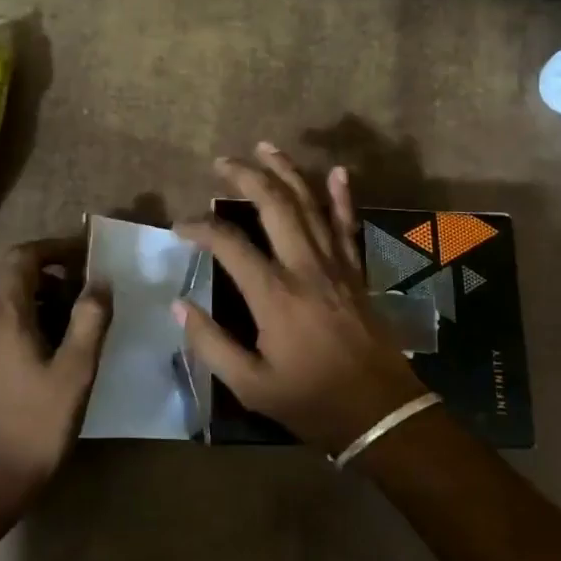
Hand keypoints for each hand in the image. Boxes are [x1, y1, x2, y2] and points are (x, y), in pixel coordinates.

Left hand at [0, 238, 109, 517]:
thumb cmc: (35, 424)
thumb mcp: (75, 371)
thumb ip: (89, 320)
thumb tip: (101, 281)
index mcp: (3, 315)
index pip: (22, 257)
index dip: (55, 248)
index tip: (89, 256)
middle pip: (12, 273)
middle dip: (52, 269)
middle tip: (89, 285)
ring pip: (9, 297)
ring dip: (44, 294)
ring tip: (81, 315)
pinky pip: (5, 321)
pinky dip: (33, 315)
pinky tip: (59, 343)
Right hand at [176, 143, 425, 453]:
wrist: (381, 413)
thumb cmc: (311, 402)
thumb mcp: (250, 385)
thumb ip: (211, 343)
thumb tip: (179, 304)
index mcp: (274, 295)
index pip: (230, 244)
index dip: (200, 227)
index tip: (180, 227)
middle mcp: (305, 267)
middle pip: (274, 205)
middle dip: (246, 177)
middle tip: (222, 162)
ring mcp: (336, 264)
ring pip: (310, 204)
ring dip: (287, 172)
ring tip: (265, 147)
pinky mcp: (356, 270)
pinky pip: (348, 224)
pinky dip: (342, 196)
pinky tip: (336, 171)